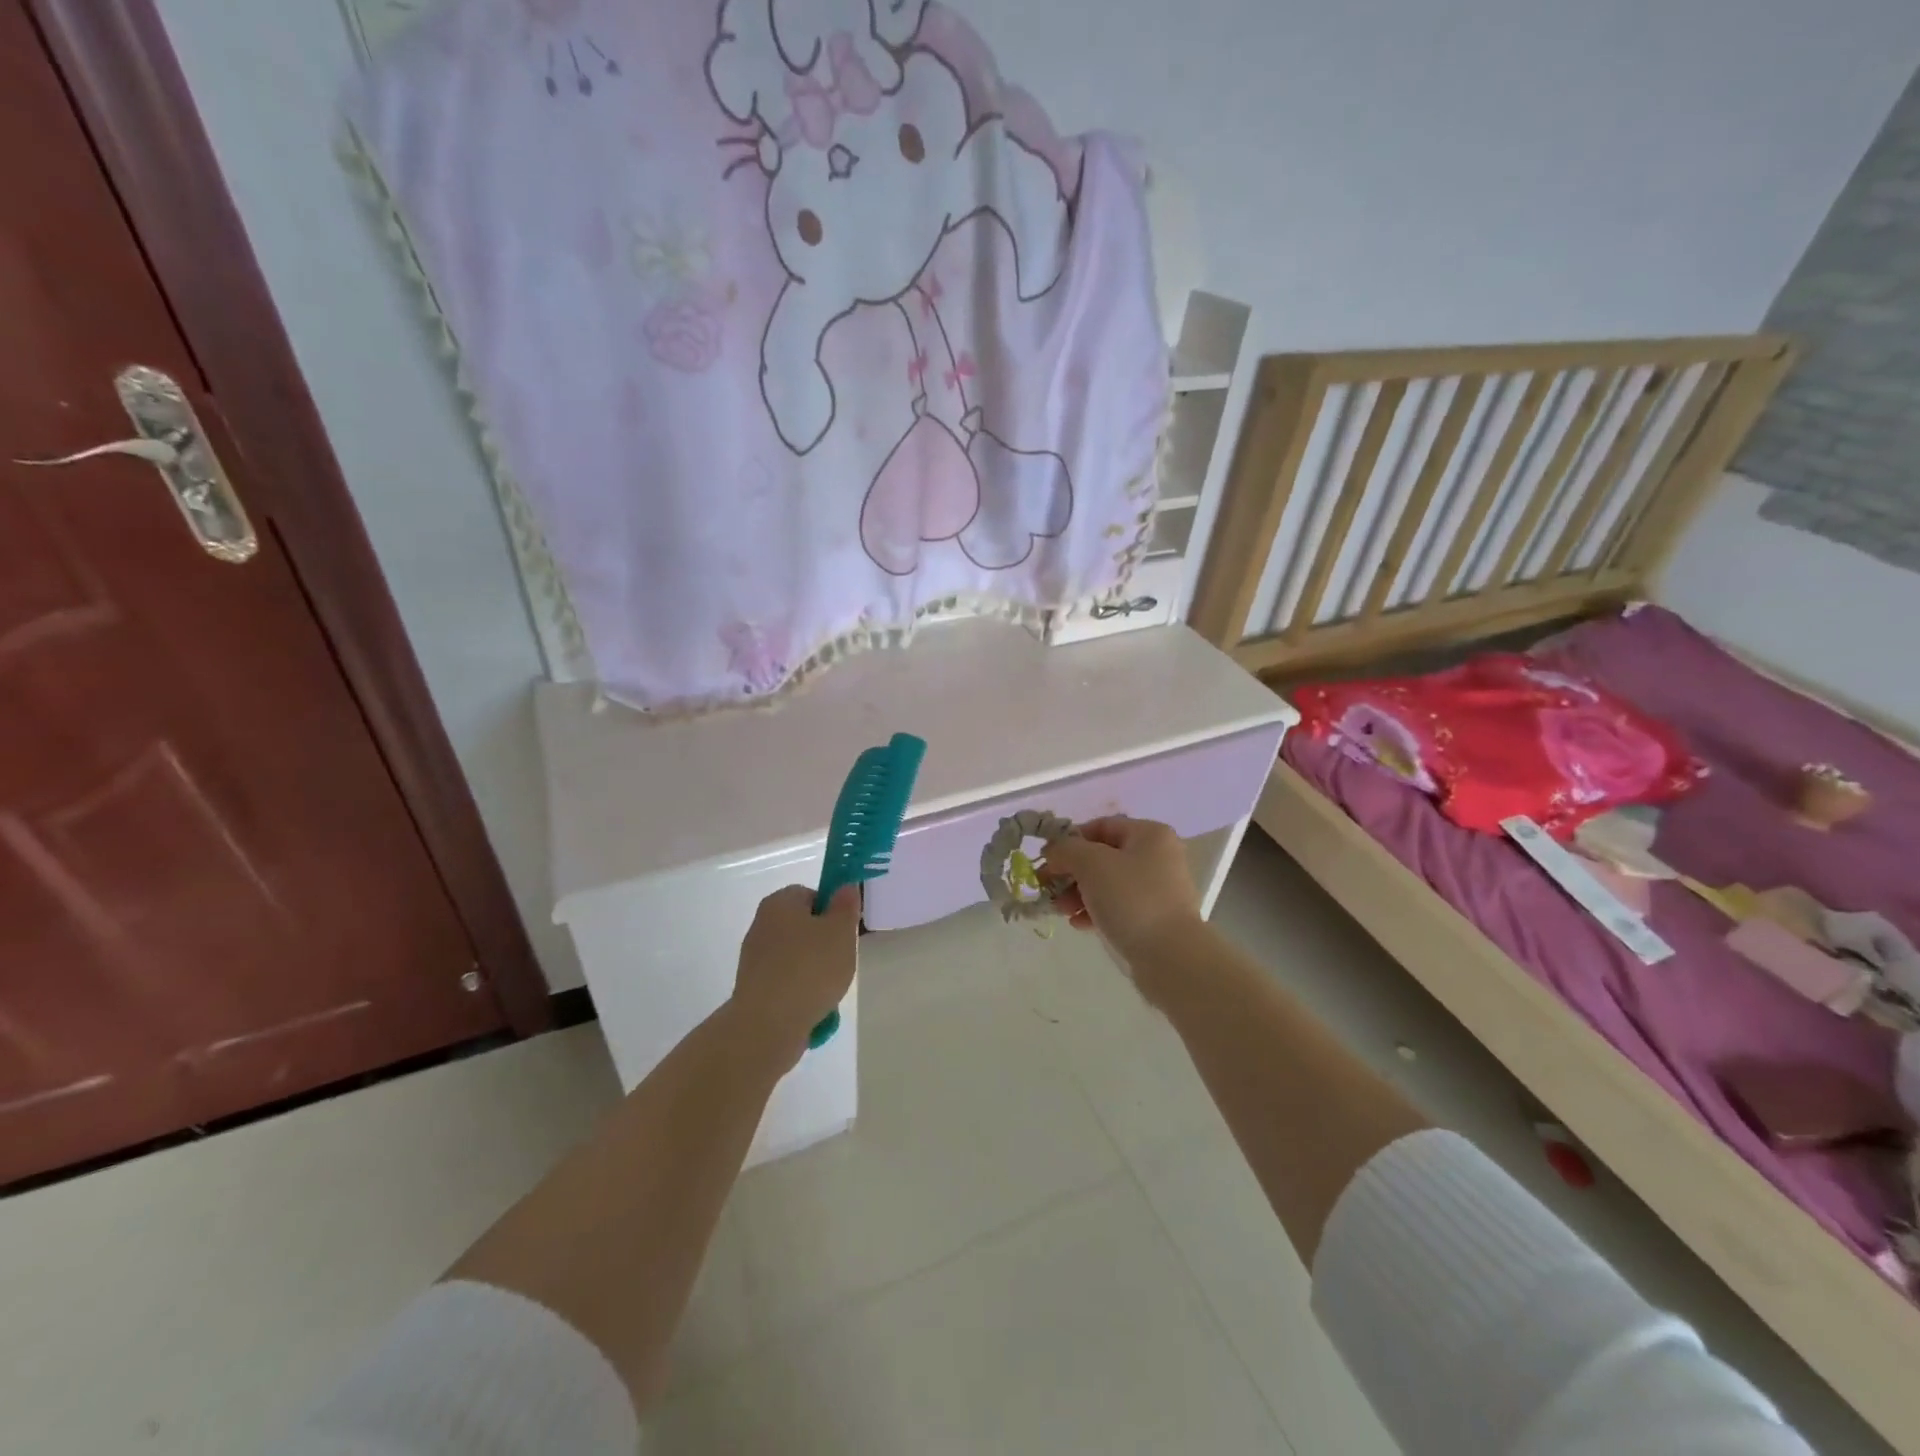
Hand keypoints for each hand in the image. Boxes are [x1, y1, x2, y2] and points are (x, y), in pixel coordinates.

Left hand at [730, 884, 859, 1060]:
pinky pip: (786, 983)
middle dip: (825, 944)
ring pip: (797, 957)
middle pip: (803, 927)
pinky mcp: (754, 989)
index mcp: (780, 903)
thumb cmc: (810, 969)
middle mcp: (762, 925)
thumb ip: (846, 906)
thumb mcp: (840, 931)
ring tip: (829, 990)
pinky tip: (813, 1008)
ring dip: (815, 971)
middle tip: (842, 960)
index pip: (811, 894)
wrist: (768, 1025)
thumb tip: (845, 887)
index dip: (832, 910)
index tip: (846, 932)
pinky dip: (801, 992)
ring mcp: (755, 959)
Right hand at [1042, 817, 1203, 983]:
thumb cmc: (1131, 899)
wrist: (1170, 956)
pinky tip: (1079, 924)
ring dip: (1079, 893)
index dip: (1070, 840)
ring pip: (1108, 883)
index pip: (1101, 826)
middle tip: (1047, 887)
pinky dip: (1096, 910)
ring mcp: (1159, 889)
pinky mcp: (1155, 918)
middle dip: (1072, 871)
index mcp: (1150, 834)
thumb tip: (1053, 851)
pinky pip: (1118, 906)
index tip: (1047, 860)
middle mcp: (1158, 857)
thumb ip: (1066, 850)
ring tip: (1061, 910)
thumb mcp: (1091, 864)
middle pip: (1103, 856)